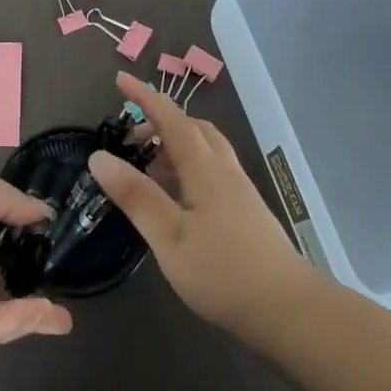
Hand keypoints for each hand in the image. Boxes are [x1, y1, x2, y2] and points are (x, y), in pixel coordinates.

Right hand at [91, 71, 312, 335]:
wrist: (291, 311)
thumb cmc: (223, 272)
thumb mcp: (168, 237)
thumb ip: (135, 196)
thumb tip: (99, 156)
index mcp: (205, 169)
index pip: (171, 119)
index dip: (145, 97)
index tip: (120, 79)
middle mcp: (225, 171)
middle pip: (194, 129)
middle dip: (161, 122)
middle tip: (131, 138)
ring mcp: (240, 192)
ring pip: (206, 150)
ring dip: (175, 145)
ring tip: (148, 168)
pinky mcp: (247, 213)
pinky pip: (213, 171)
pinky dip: (188, 167)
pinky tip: (177, 198)